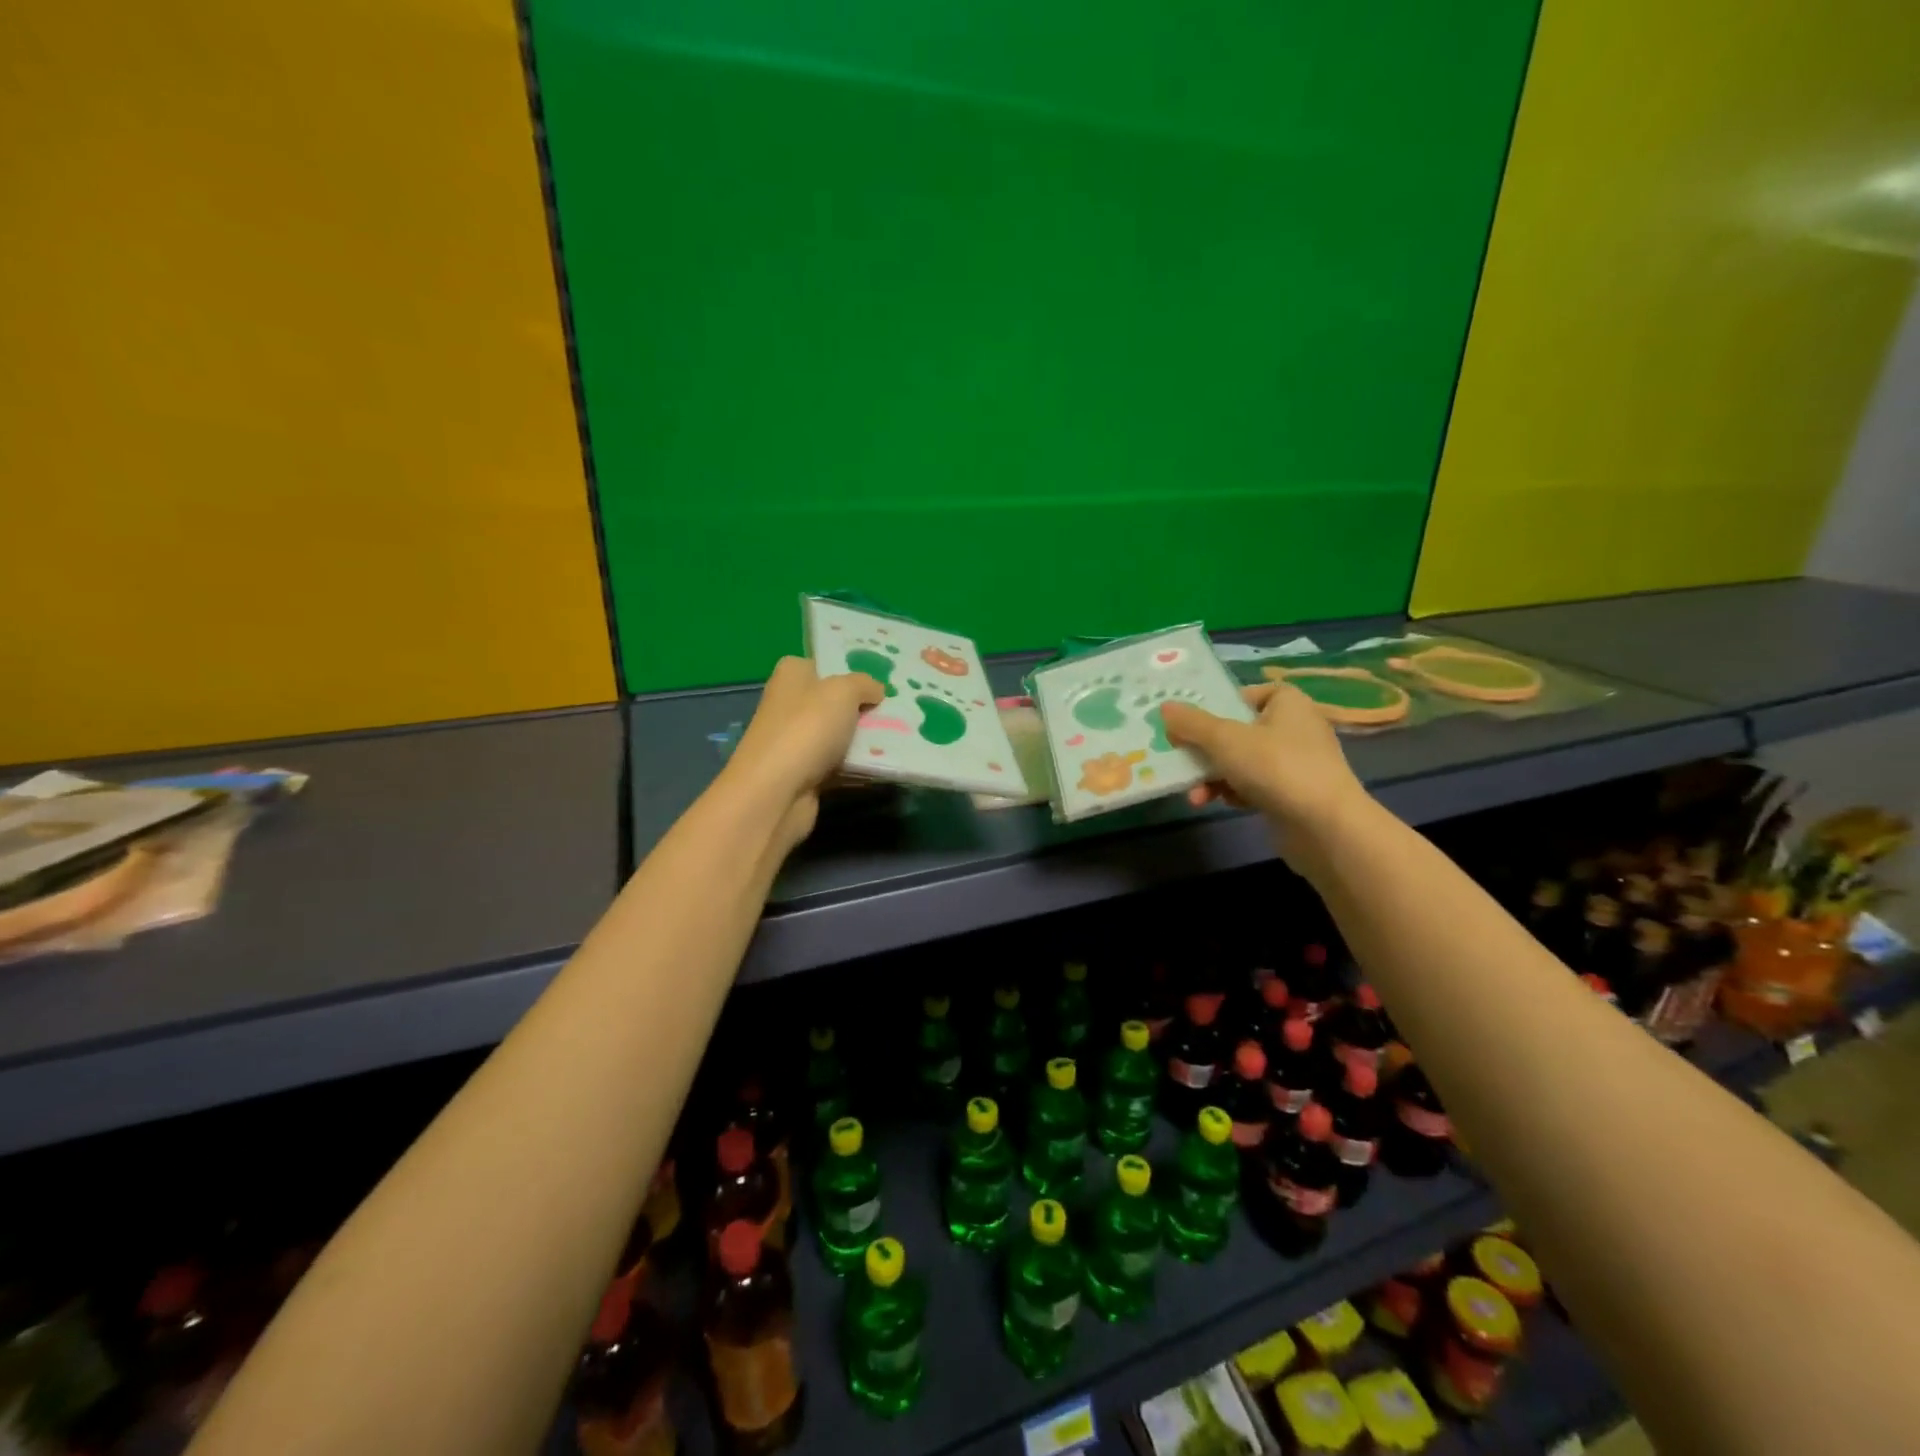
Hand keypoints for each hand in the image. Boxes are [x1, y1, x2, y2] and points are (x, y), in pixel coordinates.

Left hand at [718, 656, 884, 850]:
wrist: (776, 792)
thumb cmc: (807, 728)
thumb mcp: (843, 691)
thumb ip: (864, 684)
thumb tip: (876, 690)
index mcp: (792, 674)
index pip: (824, 664)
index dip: (852, 670)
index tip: (884, 679)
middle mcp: (790, 704)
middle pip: (835, 701)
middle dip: (865, 706)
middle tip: (900, 709)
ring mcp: (795, 740)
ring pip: (840, 734)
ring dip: (865, 739)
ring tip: (902, 736)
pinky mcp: (804, 773)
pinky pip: (840, 764)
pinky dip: (859, 765)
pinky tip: (886, 764)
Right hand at [1158, 682, 1370, 843]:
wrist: (1324, 827)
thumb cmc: (1275, 767)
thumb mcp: (1224, 739)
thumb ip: (1192, 723)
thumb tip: (1165, 707)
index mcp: (1288, 703)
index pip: (1248, 694)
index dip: (1219, 706)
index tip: (1194, 722)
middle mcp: (1295, 728)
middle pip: (1237, 730)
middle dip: (1205, 750)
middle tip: (1180, 760)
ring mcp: (1296, 763)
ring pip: (1242, 761)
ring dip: (1213, 776)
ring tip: (1195, 796)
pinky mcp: (1293, 794)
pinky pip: (1253, 785)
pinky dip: (1234, 792)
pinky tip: (1220, 803)